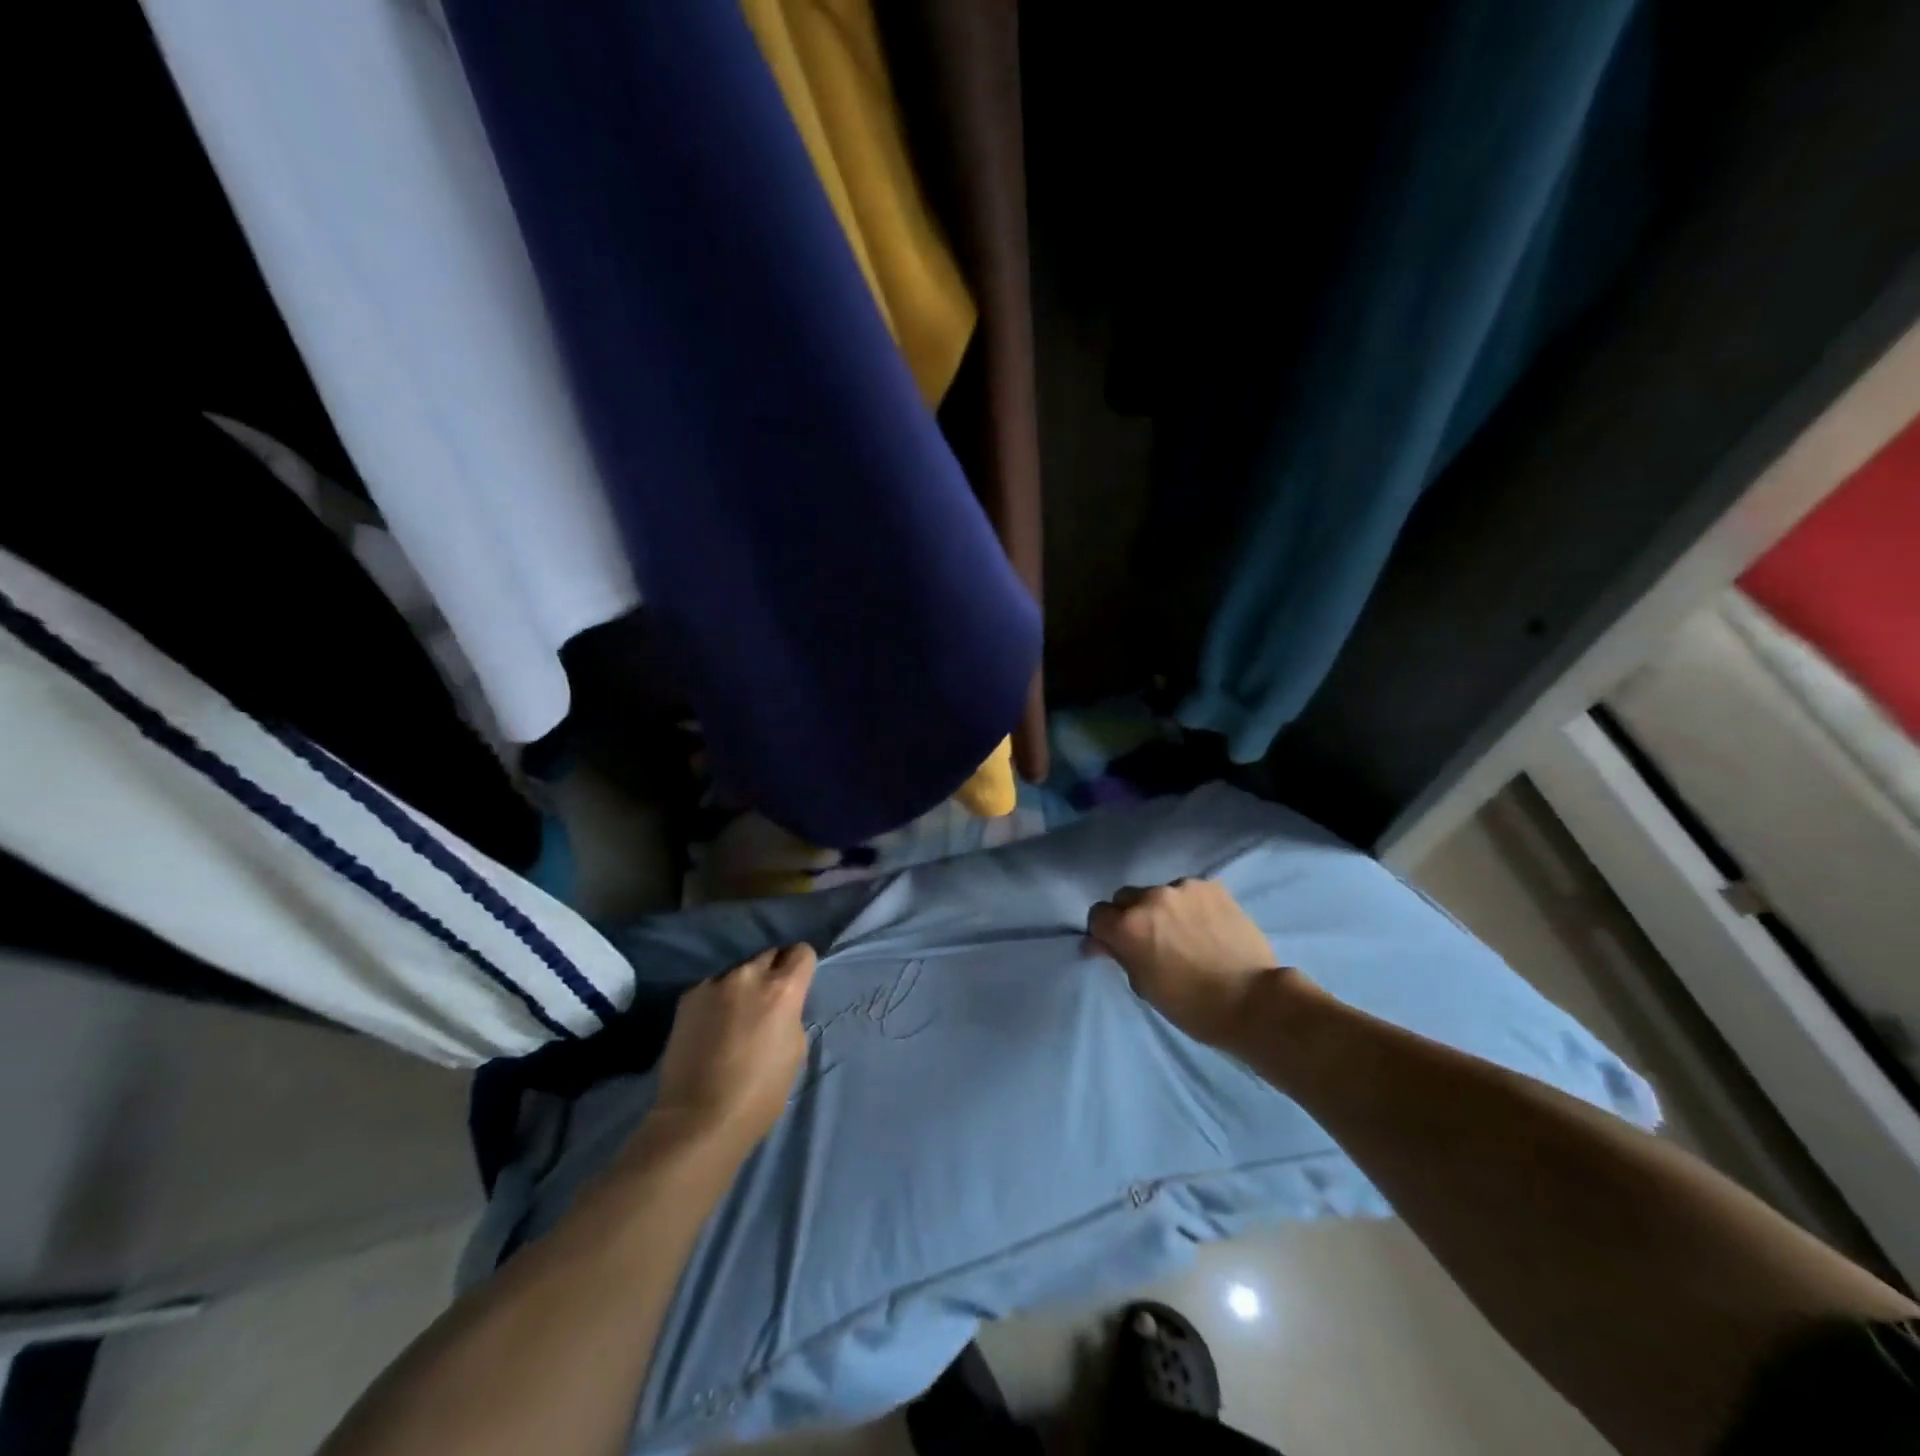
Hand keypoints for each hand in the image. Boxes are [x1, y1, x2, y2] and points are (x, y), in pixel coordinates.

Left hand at [648, 944, 816, 1153]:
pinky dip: (716, 998)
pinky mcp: (688, 997)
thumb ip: (791, 1014)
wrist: (698, 1119)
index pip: (801, 952)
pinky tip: (710, 1025)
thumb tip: (781, 1006)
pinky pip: (712, 986)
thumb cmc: (760, 1093)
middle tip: (766, 1001)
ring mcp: (714, 983)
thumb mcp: (795, 1050)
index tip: (798, 983)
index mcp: (783, 989)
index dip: (802, 967)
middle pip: (769, 955)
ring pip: (738, 971)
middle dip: (772, 972)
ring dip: (742, 985)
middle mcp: (749, 975)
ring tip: (734, 1014)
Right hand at [1085, 880, 1292, 1048]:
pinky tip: (1206, 926)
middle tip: (1150, 939)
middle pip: (1125, 898)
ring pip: (1159, 893)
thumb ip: (1120, 956)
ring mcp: (1183, 888)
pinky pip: (1189, 892)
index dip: (1105, 932)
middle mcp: (1150, 898)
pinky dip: (1190, 906)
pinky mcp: (1211, 886)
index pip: (1097, 915)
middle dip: (1130, 916)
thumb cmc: (1191, 1005)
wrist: (1253, 1000)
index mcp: (1127, 926)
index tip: (1117, 946)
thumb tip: (1098, 943)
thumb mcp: (1144, 986)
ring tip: (1184, 932)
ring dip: (1162, 909)